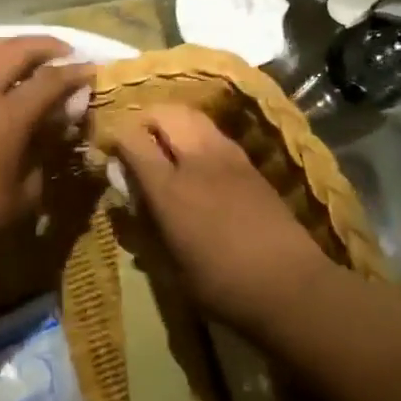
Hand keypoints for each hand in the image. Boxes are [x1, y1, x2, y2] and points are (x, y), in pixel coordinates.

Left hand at [0, 36, 93, 267]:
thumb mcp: (25, 194)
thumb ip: (45, 150)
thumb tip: (58, 123)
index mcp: (7, 115)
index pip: (50, 80)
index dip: (75, 73)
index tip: (92, 71)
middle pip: (16, 49)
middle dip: (46, 45)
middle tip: (65, 52)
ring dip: (11, 46)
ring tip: (27, 56)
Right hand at [104, 106, 328, 329]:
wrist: (289, 284)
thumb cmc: (222, 286)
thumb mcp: (171, 270)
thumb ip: (146, 229)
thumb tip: (130, 203)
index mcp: (169, 189)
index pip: (132, 140)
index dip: (116, 139)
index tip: (111, 150)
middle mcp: (195, 161)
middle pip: (165, 114)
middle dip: (146, 119)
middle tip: (139, 138)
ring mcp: (226, 156)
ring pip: (192, 115)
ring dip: (174, 120)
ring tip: (167, 140)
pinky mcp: (248, 161)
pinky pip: (214, 132)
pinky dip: (198, 132)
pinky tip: (199, 155)